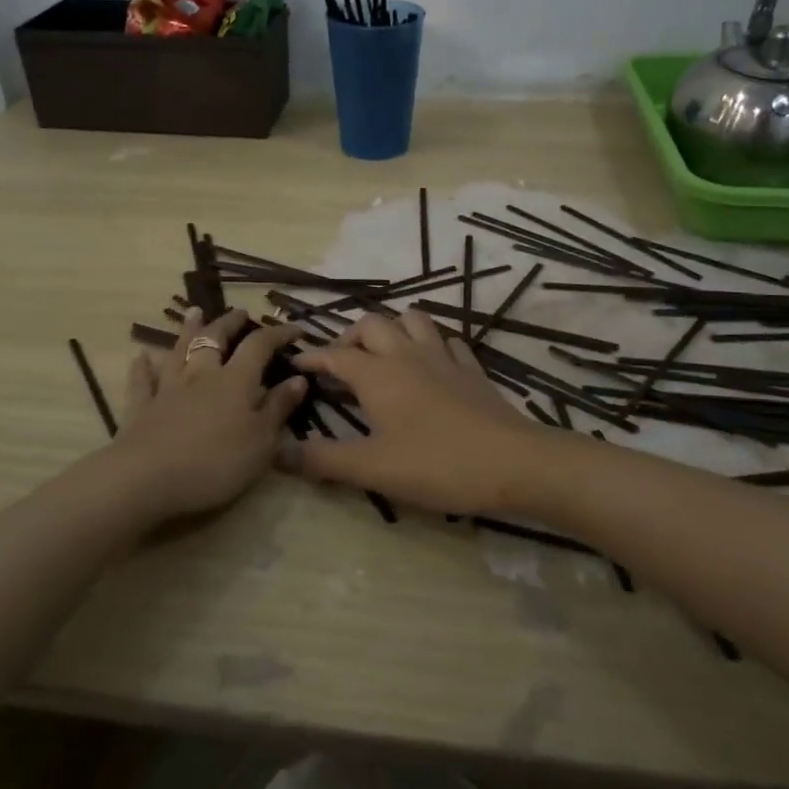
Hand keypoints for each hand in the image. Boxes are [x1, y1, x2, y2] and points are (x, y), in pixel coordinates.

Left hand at [107, 307, 306, 520]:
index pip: (259, 346)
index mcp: (235, 381)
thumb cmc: (216, 463)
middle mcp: (201, 376)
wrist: (148, 479)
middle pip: (214, 339)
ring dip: (187, 331)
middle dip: (229, 323)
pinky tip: (140, 357)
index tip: (296, 329)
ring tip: (194, 312)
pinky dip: (142, 367)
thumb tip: (298, 379)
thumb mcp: (261, 443)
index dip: (278, 333)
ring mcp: (167, 390)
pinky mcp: (141, 408)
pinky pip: (141, 381)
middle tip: (239, 312)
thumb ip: (278, 408)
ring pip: (178, 352)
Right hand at [282, 312, 556, 514]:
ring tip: (383, 354)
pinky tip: (431, 363)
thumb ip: (322, 460)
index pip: (335, 354)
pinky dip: (432, 344)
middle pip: (372, 325)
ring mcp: (443, 357)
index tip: (295, 362)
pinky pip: (448, 341)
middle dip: (350, 337)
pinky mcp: (472, 368)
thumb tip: (276, 452)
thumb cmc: (435, 464)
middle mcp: (406, 355)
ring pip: (413, 320)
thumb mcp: (371, 468)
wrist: (511, 463)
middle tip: (341, 362)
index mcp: (377, 375)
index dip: (312, 356)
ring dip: (392, 329)